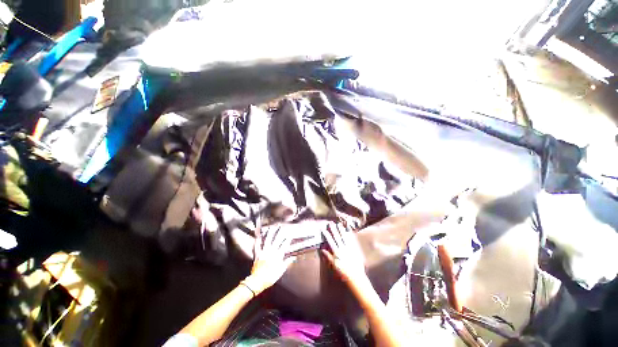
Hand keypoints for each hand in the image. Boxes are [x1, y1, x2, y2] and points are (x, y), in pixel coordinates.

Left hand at [244, 223, 296, 294]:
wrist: (257, 281)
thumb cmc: (270, 277)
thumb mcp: (281, 271)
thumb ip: (287, 263)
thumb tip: (293, 257)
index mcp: (277, 255)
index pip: (284, 245)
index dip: (287, 239)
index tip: (290, 234)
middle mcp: (271, 252)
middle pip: (276, 240)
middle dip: (279, 232)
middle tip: (281, 226)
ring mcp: (263, 252)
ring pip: (267, 240)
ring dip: (269, 233)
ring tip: (271, 228)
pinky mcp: (257, 254)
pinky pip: (257, 246)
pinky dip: (258, 241)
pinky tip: (258, 236)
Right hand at [321, 223, 367, 286]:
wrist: (355, 276)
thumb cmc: (343, 272)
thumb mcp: (334, 265)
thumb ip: (328, 256)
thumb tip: (322, 249)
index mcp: (337, 253)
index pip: (331, 241)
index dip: (327, 235)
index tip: (324, 230)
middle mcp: (342, 248)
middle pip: (337, 237)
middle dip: (333, 230)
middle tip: (331, 224)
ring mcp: (349, 248)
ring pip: (344, 237)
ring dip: (341, 230)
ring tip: (339, 224)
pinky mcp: (354, 249)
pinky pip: (351, 240)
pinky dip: (349, 234)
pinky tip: (348, 230)